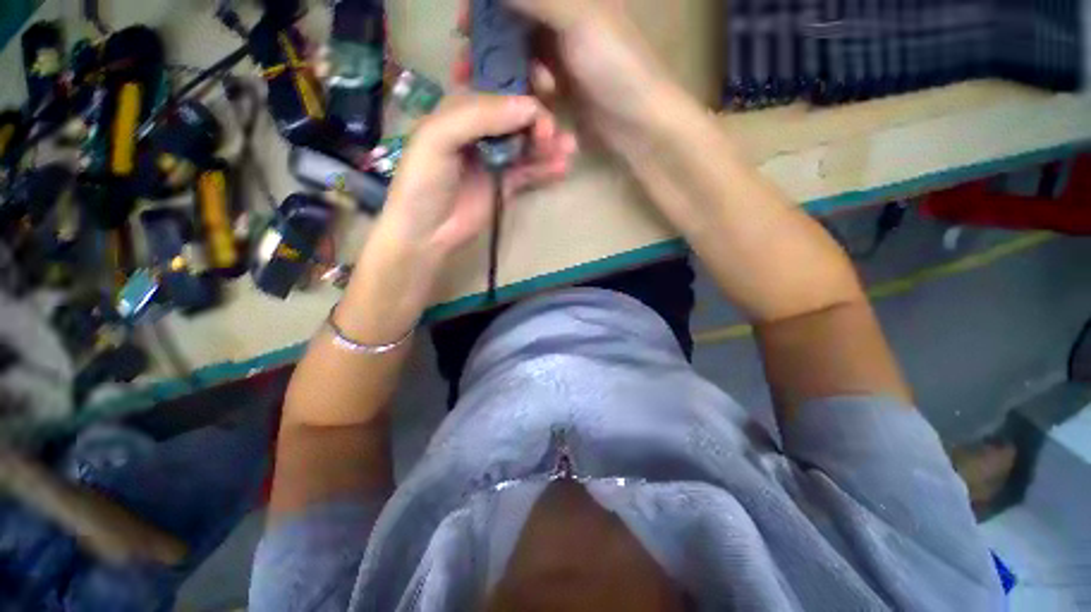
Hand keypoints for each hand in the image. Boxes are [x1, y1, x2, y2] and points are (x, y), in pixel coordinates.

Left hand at [372, 93, 576, 259]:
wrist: (427, 232)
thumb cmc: (423, 182)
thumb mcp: (438, 139)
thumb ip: (479, 116)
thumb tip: (530, 107)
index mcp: (459, 109)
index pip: (496, 85)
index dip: (521, 85)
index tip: (542, 95)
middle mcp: (481, 130)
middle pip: (518, 115)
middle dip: (539, 119)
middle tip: (551, 135)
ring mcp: (495, 159)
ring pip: (528, 144)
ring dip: (549, 144)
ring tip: (569, 149)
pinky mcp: (505, 184)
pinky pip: (529, 171)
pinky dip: (546, 169)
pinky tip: (562, 168)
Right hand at [458, 0, 678, 153]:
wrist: (639, 121)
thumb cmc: (616, 66)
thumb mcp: (578, 19)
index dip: (486, 7)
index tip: (463, 24)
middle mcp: (562, 21)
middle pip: (512, 26)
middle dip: (485, 44)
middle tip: (464, 66)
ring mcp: (561, 58)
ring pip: (519, 57)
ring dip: (500, 72)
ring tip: (482, 90)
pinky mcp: (562, 89)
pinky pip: (532, 85)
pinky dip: (522, 91)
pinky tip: (519, 100)